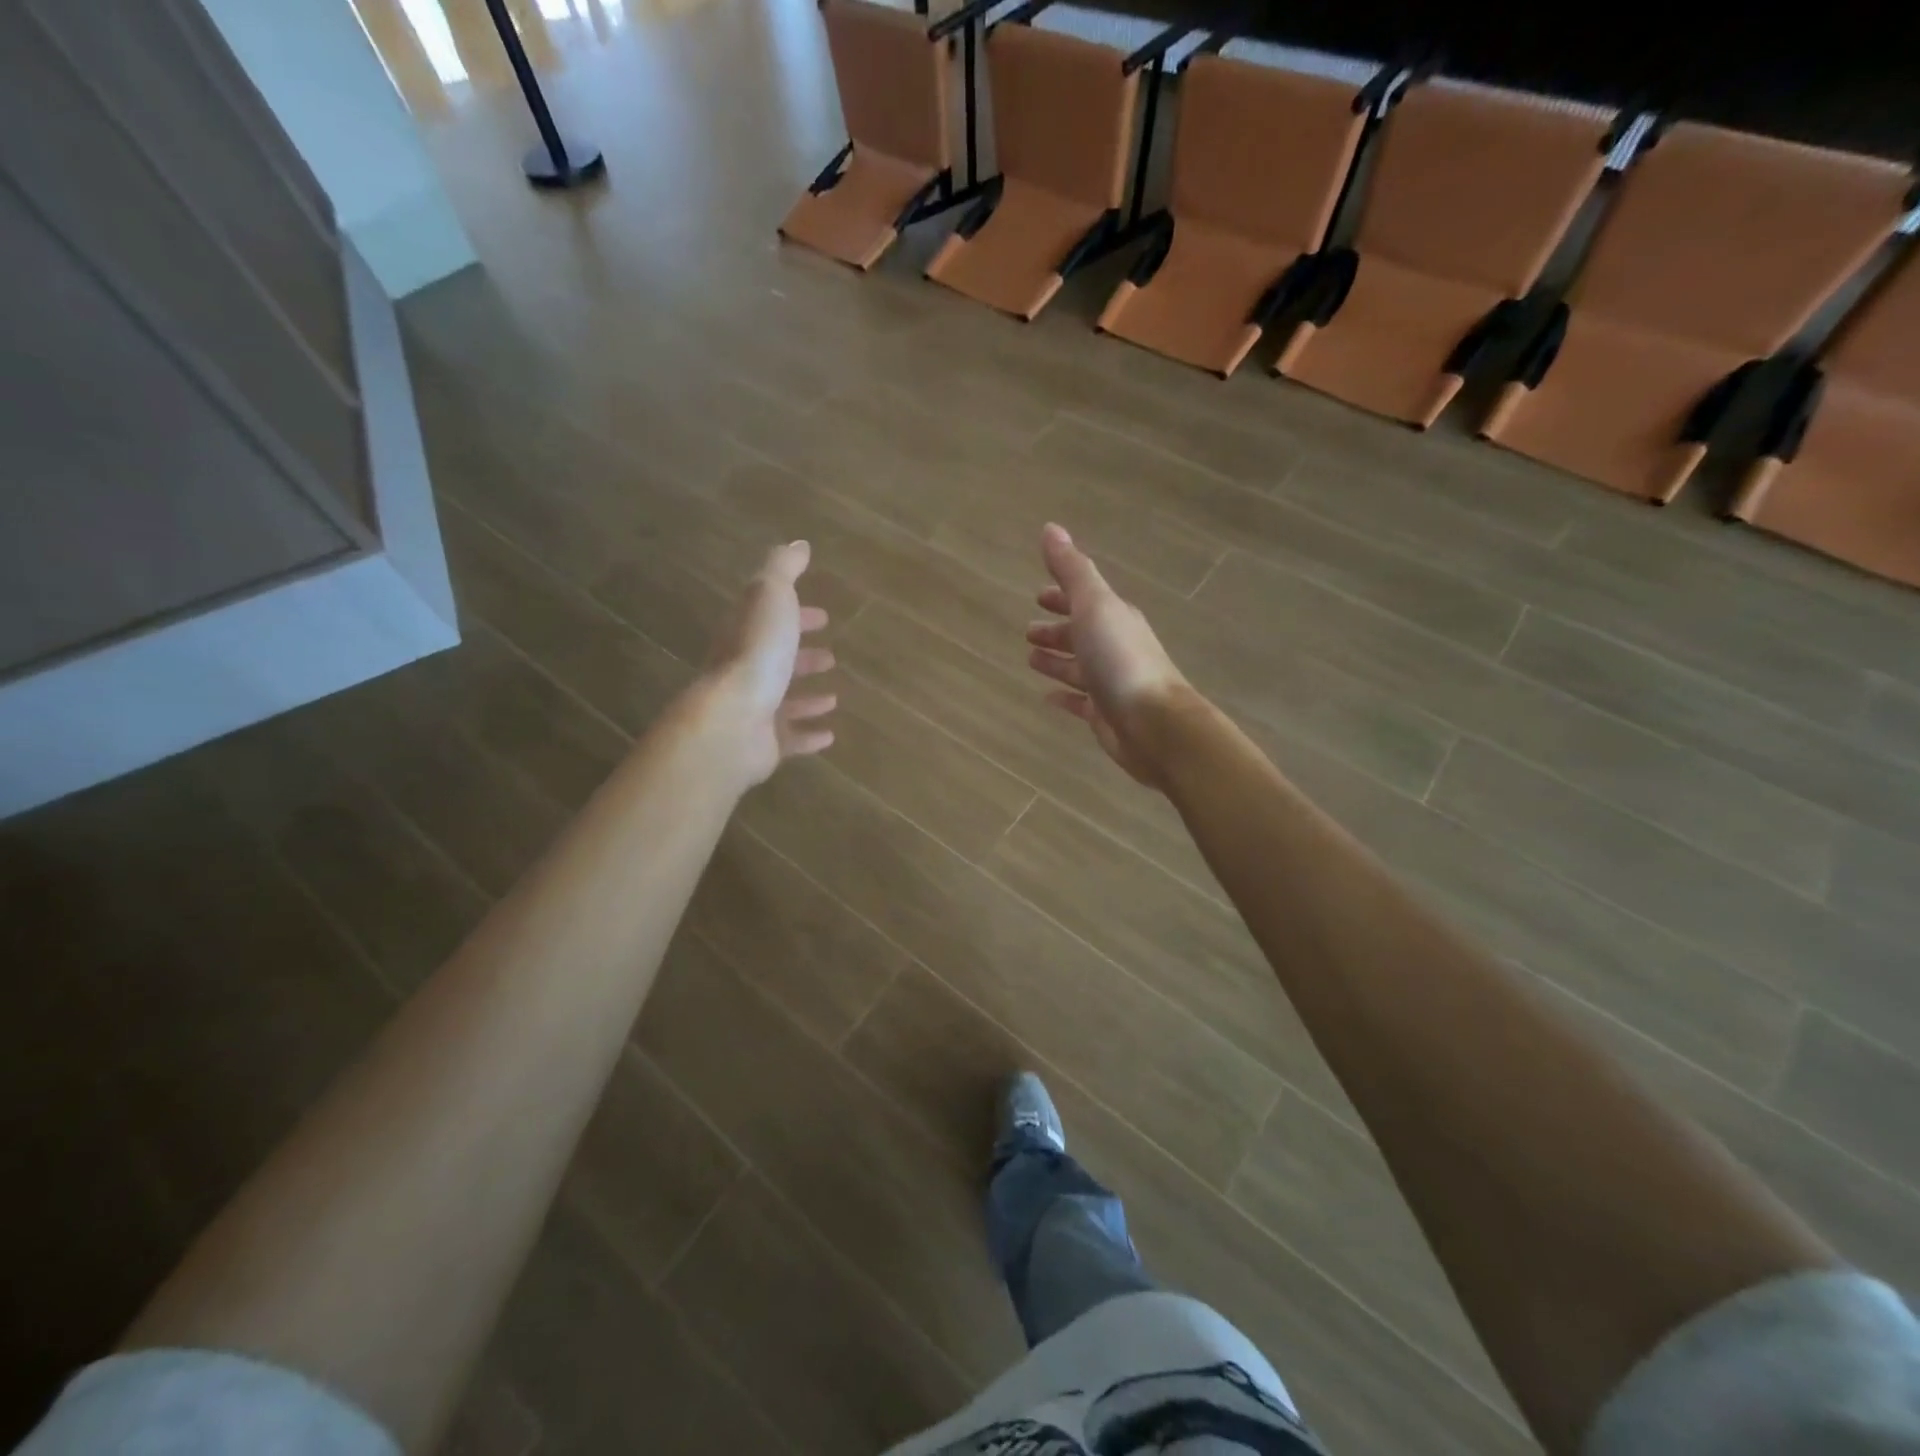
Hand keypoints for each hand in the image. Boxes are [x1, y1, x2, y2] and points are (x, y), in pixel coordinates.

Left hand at [703, 541, 836, 785]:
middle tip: (831, 656)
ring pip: (783, 701)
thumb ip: (783, 569)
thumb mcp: (771, 596)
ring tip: (834, 696)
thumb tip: (798, 543)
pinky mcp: (764, 744)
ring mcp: (753, 710)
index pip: (770, 619)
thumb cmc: (756, 653)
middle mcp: (745, 672)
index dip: (796, 616)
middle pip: (776, 661)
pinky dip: (809, 735)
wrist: (734, 720)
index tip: (822, 617)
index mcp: (744, 635)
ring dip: (807, 697)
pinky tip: (829, 735)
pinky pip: (790, 739)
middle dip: (802, 656)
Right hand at [1026, 523, 1188, 787]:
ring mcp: (1110, 683)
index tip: (1038, 596)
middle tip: (1028, 631)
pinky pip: (1079, 702)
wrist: (1154, 723)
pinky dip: (1064, 696)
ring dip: (1057, 661)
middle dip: (1057, 630)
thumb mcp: (1094, 605)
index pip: (1085, 600)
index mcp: (1114, 618)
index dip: (1062, 596)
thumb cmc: (1121, 659)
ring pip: (1078, 668)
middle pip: (1081, 634)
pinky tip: (1047, 697)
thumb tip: (1050, 528)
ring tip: (1030, 659)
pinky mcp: (1105, 715)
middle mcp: (1115, 647)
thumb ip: (1072, 570)